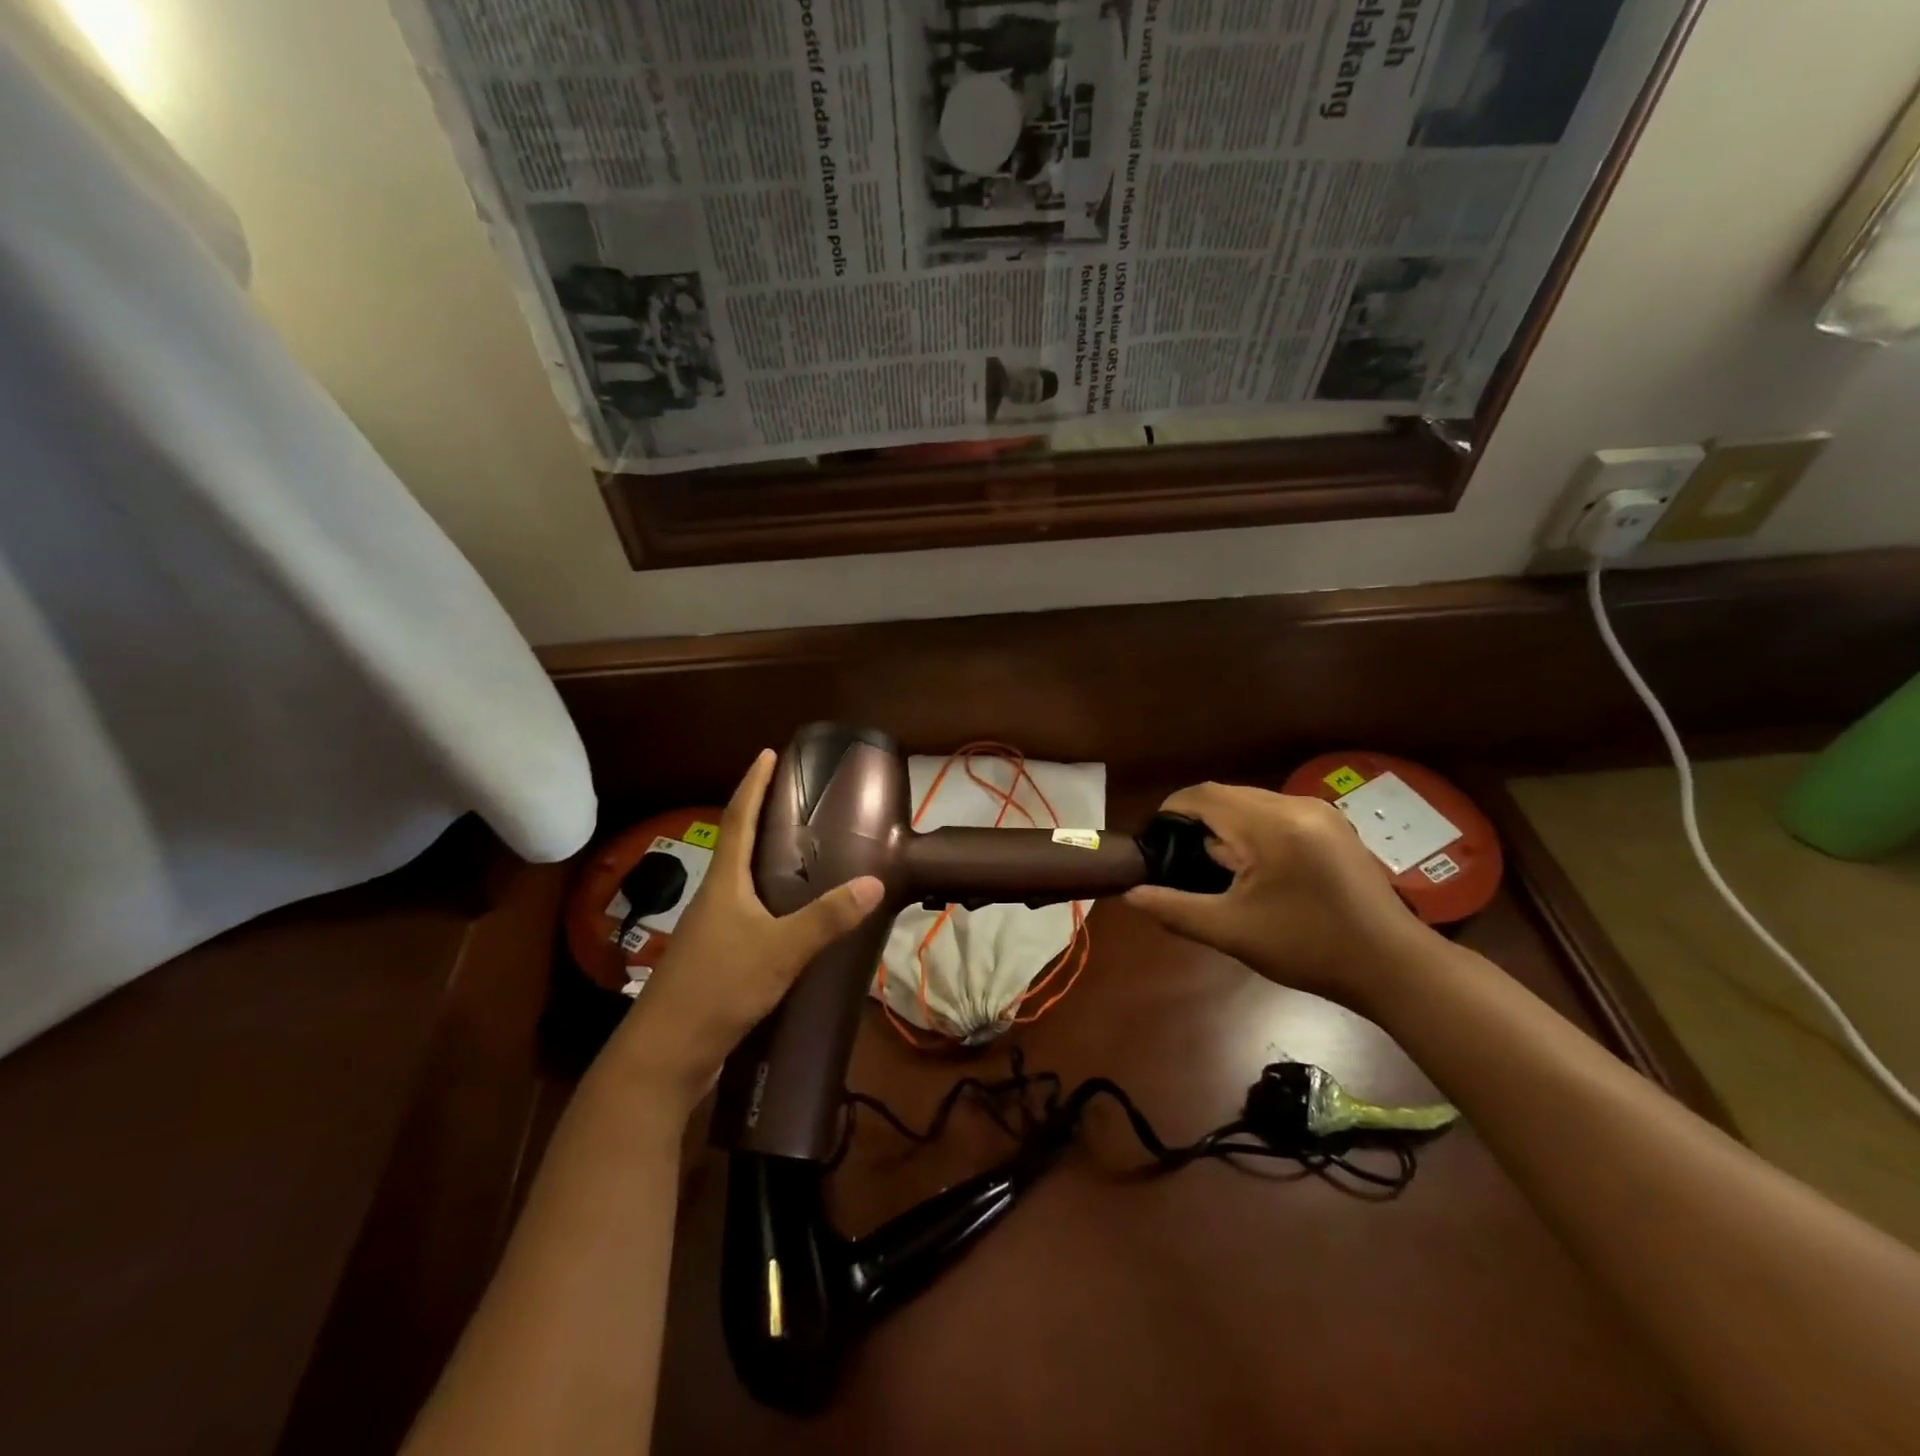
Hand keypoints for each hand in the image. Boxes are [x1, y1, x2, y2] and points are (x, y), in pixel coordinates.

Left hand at [602, 749, 883, 1114]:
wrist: (666, 1054)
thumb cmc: (719, 987)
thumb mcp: (780, 950)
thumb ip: (827, 918)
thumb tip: (874, 881)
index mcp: (724, 883)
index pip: (738, 818)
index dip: (753, 784)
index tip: (767, 753)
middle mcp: (714, 898)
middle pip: (738, 846)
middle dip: (763, 818)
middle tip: (800, 803)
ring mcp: (711, 931)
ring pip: (743, 884)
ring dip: (767, 863)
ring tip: (805, 855)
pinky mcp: (716, 960)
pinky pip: (748, 916)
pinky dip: (771, 904)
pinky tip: (793, 920)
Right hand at [1124, 782, 1436, 1014]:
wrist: (1394, 967)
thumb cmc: (1308, 948)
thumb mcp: (1232, 932)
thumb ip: (1175, 908)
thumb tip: (1131, 895)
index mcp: (1270, 824)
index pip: (1203, 795)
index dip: (1170, 811)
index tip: (1154, 843)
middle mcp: (1296, 805)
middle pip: (1228, 795)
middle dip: (1199, 822)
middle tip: (1183, 863)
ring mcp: (1321, 813)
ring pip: (1253, 804)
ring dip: (1227, 827)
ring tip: (1218, 871)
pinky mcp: (1335, 827)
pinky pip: (1278, 815)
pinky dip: (1255, 832)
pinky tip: (1257, 871)